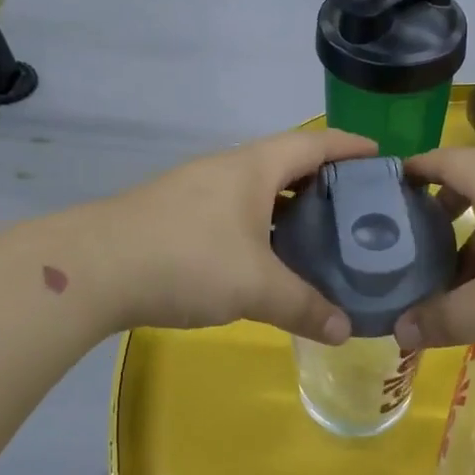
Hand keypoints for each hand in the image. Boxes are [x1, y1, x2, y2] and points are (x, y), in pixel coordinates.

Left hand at [99, 129, 376, 341]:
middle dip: (324, 181)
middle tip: (359, 209)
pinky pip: (234, 213)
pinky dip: (260, 227)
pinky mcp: (175, 217)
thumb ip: (303, 306)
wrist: (92, 269)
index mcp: (253, 167)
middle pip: (287, 164)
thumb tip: (344, 331)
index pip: (314, 144)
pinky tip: (266, 259)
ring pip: (257, 191)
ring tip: (320, 236)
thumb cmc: (186, 259)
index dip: (350, 147)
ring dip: (289, 207)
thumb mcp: (254, 286)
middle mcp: (227, 170)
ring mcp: (196, 192)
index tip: (383, 157)